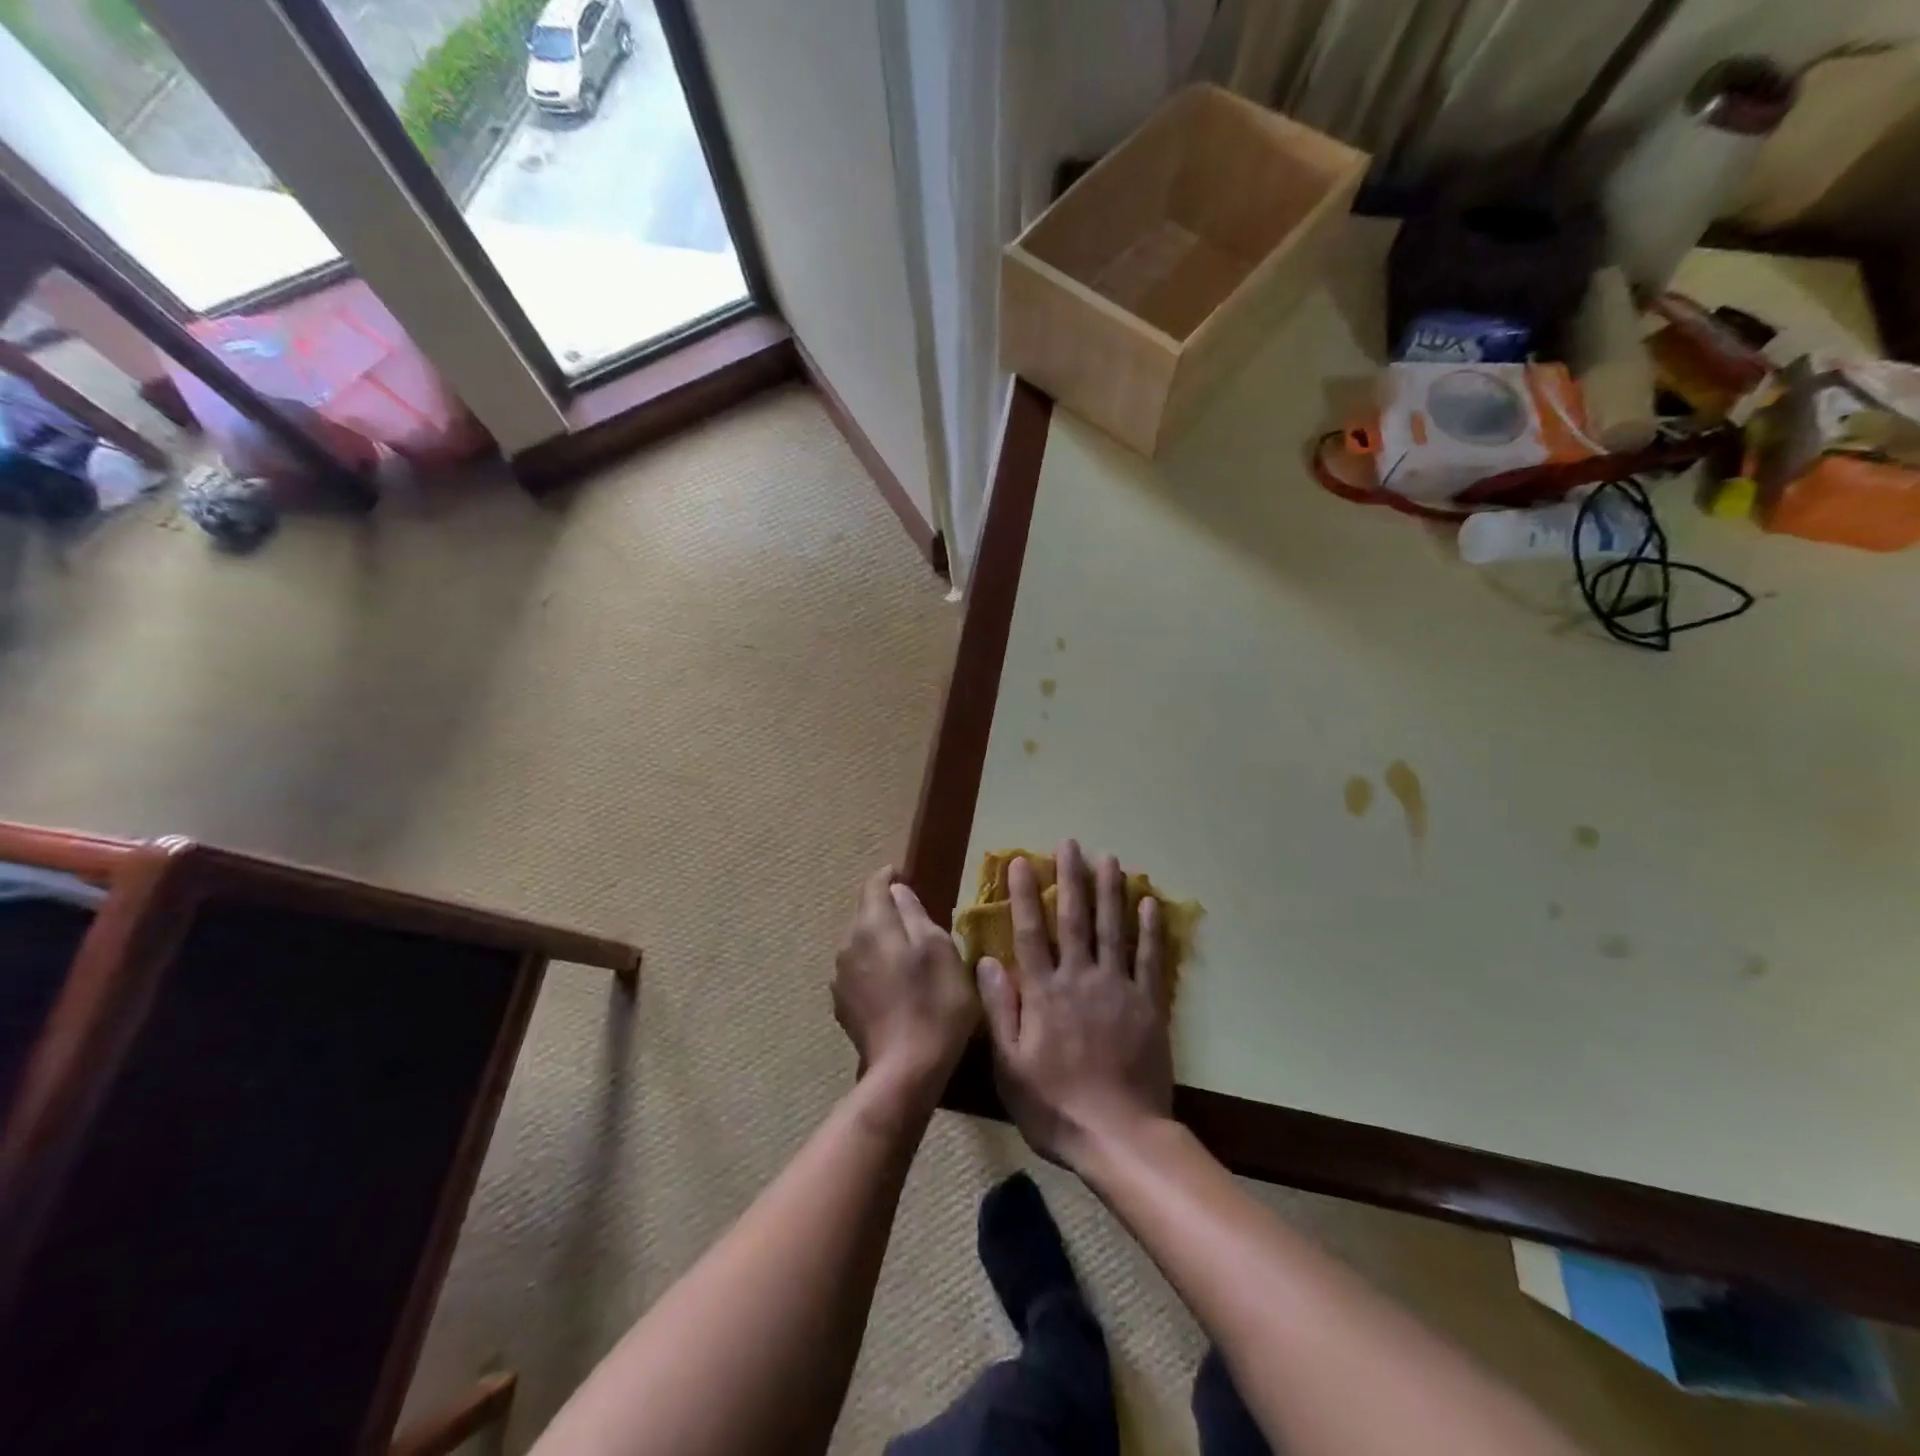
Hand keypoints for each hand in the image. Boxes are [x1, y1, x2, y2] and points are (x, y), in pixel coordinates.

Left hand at [833, 867, 978, 1087]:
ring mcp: (840, 977)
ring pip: (862, 944)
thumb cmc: (934, 1002)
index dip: (890, 876)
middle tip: (918, 922)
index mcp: (871, 924)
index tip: (905, 875)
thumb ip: (915, 913)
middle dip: (888, 911)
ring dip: (882, 943)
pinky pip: (859, 972)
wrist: (906, 1071)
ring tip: (909, 958)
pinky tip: (896, 988)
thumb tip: (898, 890)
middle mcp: (847, 944)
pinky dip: (876, 970)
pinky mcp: (842, 1005)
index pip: (874, 884)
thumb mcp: (939, 948)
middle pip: (866, 914)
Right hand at [976, 839, 1172, 1168]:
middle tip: (1070, 844)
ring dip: (1110, 891)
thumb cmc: (1055, 1105)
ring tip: (1109, 858)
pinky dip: (1151, 930)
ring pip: (1114, 929)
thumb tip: (986, 960)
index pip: (1031, 932)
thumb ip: (999, 1010)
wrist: (1120, 1136)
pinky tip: (1150, 903)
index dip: (1025, 895)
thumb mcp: (1009, 1066)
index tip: (1021, 861)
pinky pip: (1150, 959)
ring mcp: (1118, 989)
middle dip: (1071, 878)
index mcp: (1044, 993)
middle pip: (1076, 919)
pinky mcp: (1148, 1005)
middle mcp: (1080, 979)